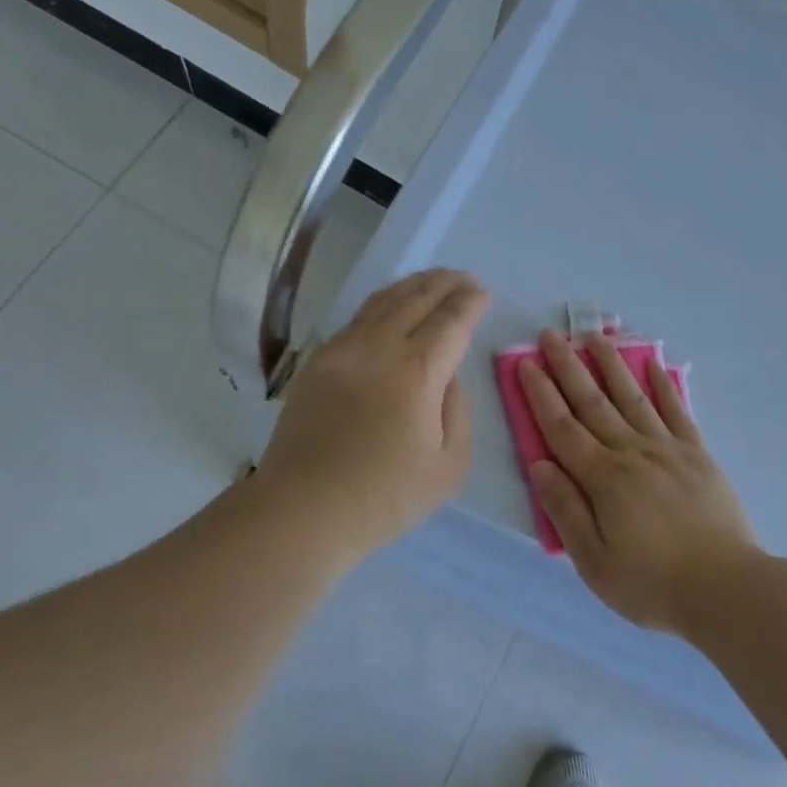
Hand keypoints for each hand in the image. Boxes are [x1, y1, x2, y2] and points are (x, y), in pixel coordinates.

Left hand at [255, 269, 489, 558]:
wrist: (303, 509)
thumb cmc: (385, 496)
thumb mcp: (449, 465)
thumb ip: (457, 410)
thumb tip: (447, 376)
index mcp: (417, 372)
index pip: (450, 321)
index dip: (470, 303)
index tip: (482, 292)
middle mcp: (379, 348)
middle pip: (416, 299)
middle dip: (444, 283)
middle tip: (463, 277)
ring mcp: (343, 351)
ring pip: (382, 302)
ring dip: (412, 286)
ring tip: (431, 280)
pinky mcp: (318, 363)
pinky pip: (356, 319)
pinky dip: (381, 303)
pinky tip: (389, 307)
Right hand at [518, 329, 760, 633]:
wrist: (726, 588)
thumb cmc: (652, 583)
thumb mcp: (594, 560)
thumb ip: (565, 508)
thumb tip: (539, 464)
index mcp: (603, 478)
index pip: (562, 427)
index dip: (541, 395)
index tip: (526, 364)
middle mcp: (632, 452)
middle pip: (593, 402)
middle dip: (568, 367)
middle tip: (551, 336)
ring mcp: (668, 450)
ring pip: (632, 397)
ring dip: (611, 365)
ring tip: (595, 336)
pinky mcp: (698, 455)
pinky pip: (677, 411)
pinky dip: (664, 385)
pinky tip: (653, 364)